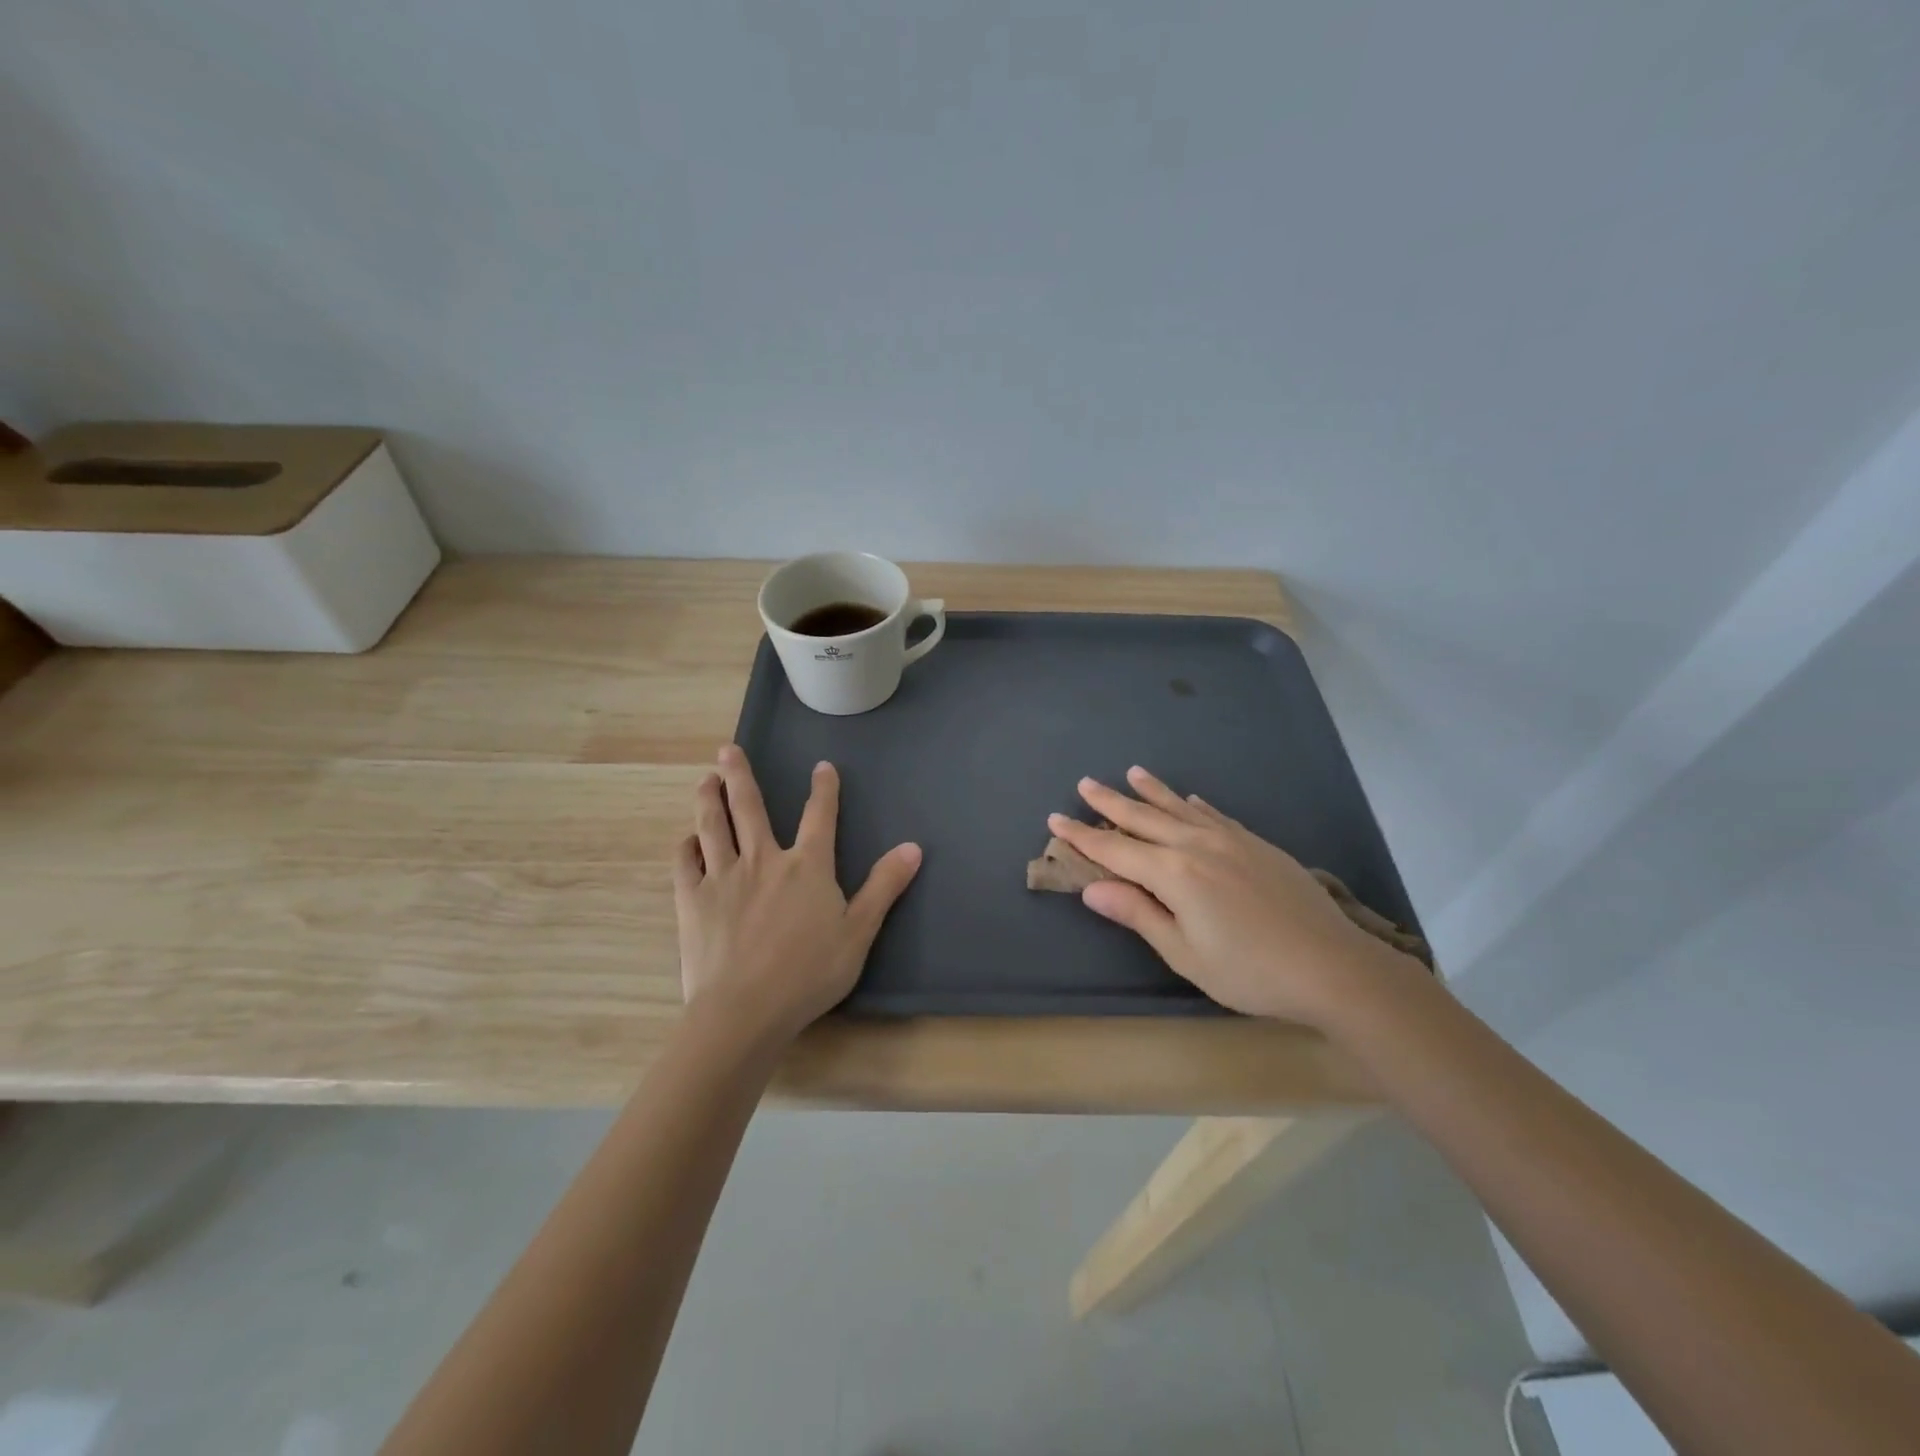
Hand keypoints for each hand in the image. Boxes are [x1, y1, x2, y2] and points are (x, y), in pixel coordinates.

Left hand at [674, 746, 922, 1042]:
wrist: (744, 1010)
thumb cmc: (808, 973)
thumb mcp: (859, 932)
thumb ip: (884, 886)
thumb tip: (913, 847)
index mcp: (807, 866)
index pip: (820, 816)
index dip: (824, 789)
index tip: (822, 766)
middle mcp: (763, 860)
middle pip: (749, 808)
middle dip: (740, 775)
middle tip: (727, 749)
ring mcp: (723, 877)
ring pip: (713, 826)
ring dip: (708, 799)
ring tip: (705, 779)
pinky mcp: (693, 901)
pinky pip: (686, 864)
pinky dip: (686, 847)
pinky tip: (687, 840)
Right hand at [1048, 766, 1412, 1026]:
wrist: (1332, 966)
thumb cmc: (1249, 971)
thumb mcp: (1184, 953)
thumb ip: (1138, 914)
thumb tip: (1092, 888)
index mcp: (1173, 873)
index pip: (1115, 849)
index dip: (1082, 836)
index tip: (1055, 819)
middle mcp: (1197, 845)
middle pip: (1143, 818)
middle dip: (1110, 802)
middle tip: (1084, 783)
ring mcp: (1231, 840)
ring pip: (1180, 808)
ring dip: (1152, 791)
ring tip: (1131, 772)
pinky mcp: (1257, 845)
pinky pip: (1216, 815)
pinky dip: (1196, 805)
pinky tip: (1192, 799)